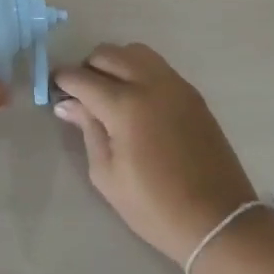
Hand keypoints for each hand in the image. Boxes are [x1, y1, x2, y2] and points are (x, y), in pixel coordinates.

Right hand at [53, 43, 259, 265]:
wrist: (218, 221)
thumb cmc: (155, 206)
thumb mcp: (107, 174)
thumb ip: (87, 130)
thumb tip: (68, 104)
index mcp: (125, 106)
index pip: (82, 78)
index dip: (63, 81)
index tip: (55, 90)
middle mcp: (150, 84)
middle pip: (107, 54)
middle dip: (87, 68)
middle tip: (82, 94)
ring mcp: (175, 85)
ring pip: (134, 51)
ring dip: (115, 62)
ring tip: (110, 90)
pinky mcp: (192, 93)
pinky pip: (157, 65)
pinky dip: (138, 69)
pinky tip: (136, 97)